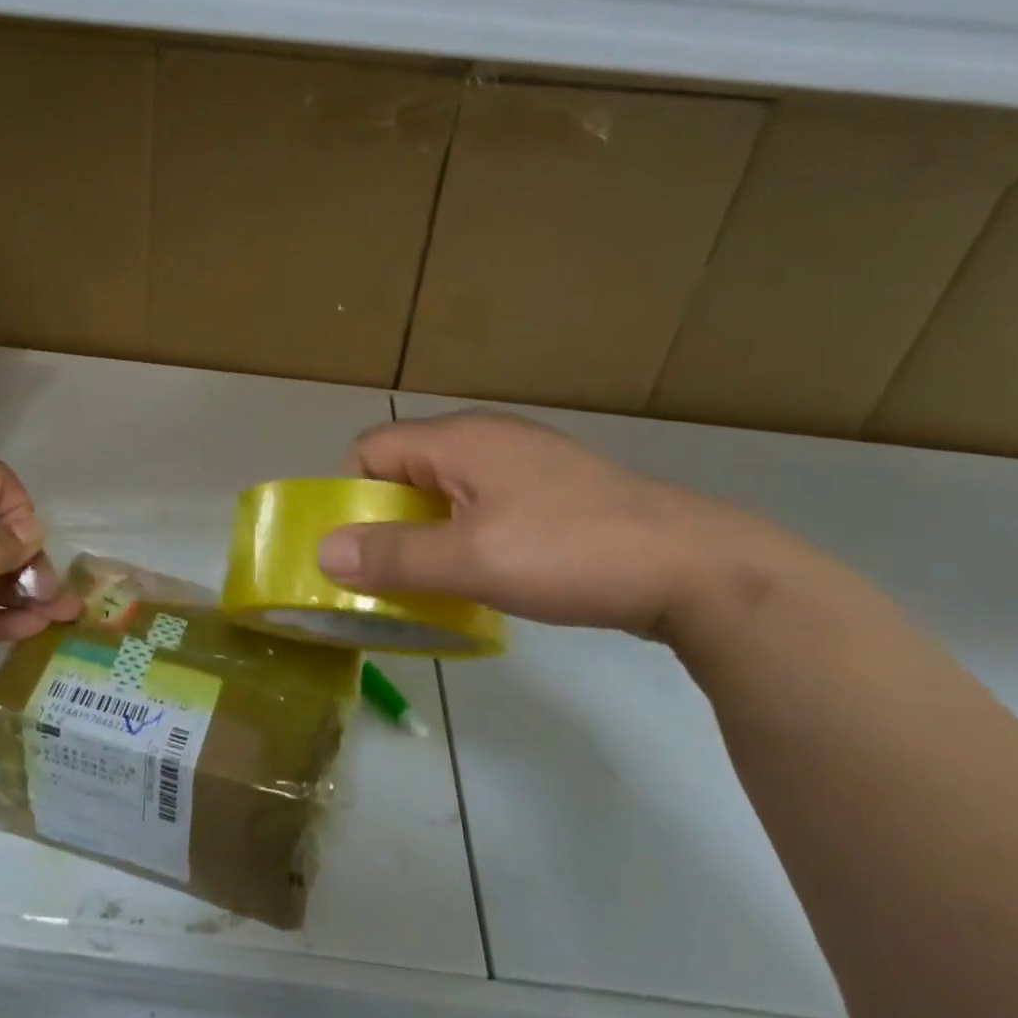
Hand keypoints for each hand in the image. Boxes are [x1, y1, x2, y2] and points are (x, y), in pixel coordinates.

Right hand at [316, 410, 800, 643]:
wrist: (693, 566)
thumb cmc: (569, 553)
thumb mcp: (472, 561)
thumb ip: (394, 555)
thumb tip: (324, 549)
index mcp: (458, 439)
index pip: (371, 448)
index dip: (351, 494)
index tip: (358, 548)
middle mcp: (485, 436)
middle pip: (407, 467)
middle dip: (388, 518)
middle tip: (389, 573)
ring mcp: (524, 460)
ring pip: (447, 488)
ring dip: (428, 531)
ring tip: (435, 581)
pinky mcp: (552, 488)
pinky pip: (485, 502)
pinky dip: (467, 533)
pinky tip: (488, 573)